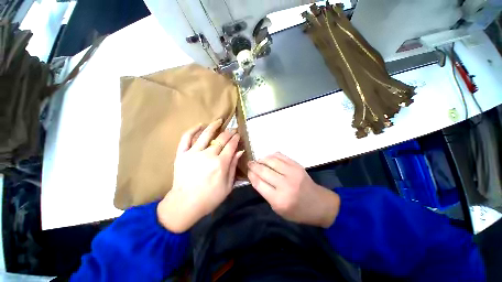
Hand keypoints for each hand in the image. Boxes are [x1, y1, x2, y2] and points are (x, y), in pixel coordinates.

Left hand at [157, 119, 243, 232]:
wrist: (185, 204)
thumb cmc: (210, 198)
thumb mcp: (228, 186)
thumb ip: (233, 166)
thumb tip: (239, 151)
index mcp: (220, 163)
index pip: (231, 146)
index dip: (236, 139)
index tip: (238, 134)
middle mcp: (208, 155)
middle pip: (221, 139)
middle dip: (229, 132)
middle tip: (232, 129)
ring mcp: (193, 153)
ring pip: (205, 134)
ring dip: (214, 126)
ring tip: (219, 120)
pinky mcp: (182, 155)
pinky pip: (186, 138)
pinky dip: (192, 130)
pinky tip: (199, 125)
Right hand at [247, 153, 339, 227]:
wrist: (318, 204)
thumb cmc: (296, 211)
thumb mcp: (278, 209)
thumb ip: (266, 193)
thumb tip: (255, 176)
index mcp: (279, 199)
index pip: (259, 183)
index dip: (251, 175)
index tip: (248, 171)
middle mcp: (285, 184)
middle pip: (263, 170)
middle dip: (253, 166)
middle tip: (249, 164)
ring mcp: (292, 172)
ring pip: (271, 160)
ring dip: (262, 159)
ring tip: (258, 161)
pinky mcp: (297, 165)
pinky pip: (280, 156)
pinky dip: (271, 156)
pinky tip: (268, 158)